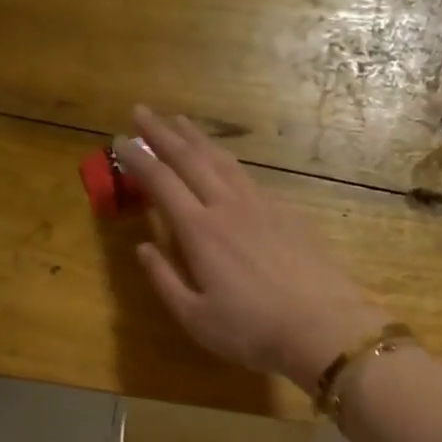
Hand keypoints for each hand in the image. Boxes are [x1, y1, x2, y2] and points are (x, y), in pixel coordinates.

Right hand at [118, 107, 383, 393]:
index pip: (161, 183)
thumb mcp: (196, 318)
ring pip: (223, 161)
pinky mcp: (287, 214)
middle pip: (190, 159)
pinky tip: (226, 163)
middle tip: (142, 111)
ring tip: (181, 123)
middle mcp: (228, 207)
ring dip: (197, 139)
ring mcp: (262, 206)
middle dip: (163, 133)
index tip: (119, 140)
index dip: (137, 160)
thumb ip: (165, 281)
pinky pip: (249, 177)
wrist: (322, 326)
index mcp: (200, 232)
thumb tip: (142, 249)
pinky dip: (228, 161)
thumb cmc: (252, 331)